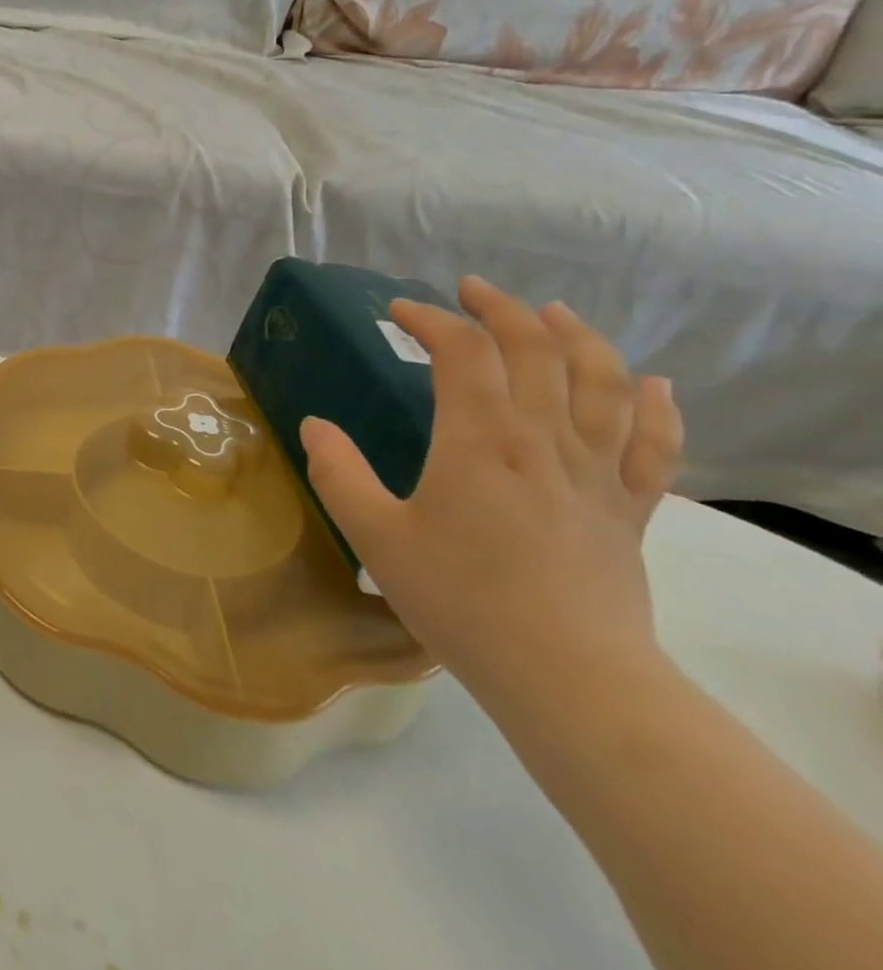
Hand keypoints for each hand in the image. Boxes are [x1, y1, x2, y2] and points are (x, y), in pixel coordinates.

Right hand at [299, 276, 683, 707]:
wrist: (568, 679)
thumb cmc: (459, 600)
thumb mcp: (374, 535)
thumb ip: (337, 472)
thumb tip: (314, 425)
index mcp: (481, 441)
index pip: (463, 352)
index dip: (431, 319)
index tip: (398, 312)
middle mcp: (545, 441)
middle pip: (537, 350)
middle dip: (502, 309)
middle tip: (470, 290)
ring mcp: (597, 473)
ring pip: (604, 382)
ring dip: (578, 337)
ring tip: (553, 313)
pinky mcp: (630, 508)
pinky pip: (655, 444)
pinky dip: (656, 405)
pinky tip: (652, 383)